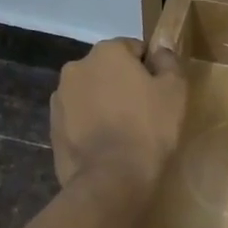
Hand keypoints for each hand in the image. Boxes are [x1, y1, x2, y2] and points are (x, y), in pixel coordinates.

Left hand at [50, 39, 186, 195]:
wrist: (111, 179)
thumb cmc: (148, 128)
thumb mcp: (174, 90)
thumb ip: (168, 61)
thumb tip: (161, 49)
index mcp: (106, 52)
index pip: (135, 49)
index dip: (151, 69)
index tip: (160, 92)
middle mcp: (77, 67)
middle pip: (109, 69)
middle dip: (124, 84)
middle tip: (144, 112)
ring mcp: (60, 97)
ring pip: (91, 93)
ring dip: (105, 103)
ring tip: (123, 132)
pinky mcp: (53, 126)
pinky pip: (79, 117)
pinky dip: (91, 123)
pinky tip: (106, 145)